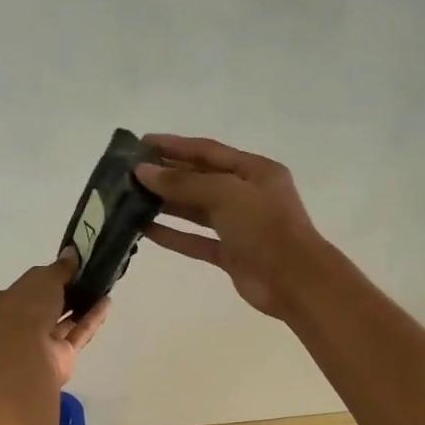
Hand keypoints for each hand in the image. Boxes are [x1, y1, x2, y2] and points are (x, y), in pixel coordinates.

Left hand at [0, 253, 110, 393]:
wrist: (25, 357)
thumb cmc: (24, 309)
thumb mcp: (42, 278)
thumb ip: (59, 268)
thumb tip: (72, 253)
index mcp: (3, 304)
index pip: (25, 288)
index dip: (45, 278)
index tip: (67, 268)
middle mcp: (18, 325)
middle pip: (45, 306)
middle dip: (65, 293)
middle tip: (88, 276)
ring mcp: (39, 344)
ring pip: (63, 321)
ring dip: (81, 305)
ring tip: (102, 287)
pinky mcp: (60, 358)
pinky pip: (77, 334)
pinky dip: (91, 319)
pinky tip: (106, 303)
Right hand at [136, 134, 327, 317]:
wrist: (295, 281)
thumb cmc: (265, 227)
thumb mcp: (225, 194)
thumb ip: (183, 183)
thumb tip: (143, 172)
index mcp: (255, 171)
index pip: (208, 151)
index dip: (174, 146)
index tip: (141, 143)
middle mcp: (247, 194)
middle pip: (200, 179)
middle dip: (166, 175)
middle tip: (129, 173)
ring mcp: (239, 226)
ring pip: (196, 210)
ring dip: (166, 204)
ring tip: (131, 199)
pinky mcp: (230, 254)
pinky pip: (196, 240)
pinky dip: (173, 234)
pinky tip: (145, 229)